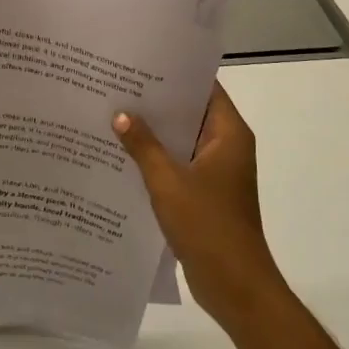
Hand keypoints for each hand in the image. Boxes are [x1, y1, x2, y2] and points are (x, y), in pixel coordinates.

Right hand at [114, 83, 283, 323]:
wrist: (235, 285)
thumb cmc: (208, 226)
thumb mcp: (168, 182)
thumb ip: (143, 146)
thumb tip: (120, 114)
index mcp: (228, 135)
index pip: (204, 89)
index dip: (174, 75)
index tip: (140, 63)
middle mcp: (226, 147)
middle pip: (190, 114)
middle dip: (156, 104)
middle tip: (117, 87)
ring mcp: (216, 173)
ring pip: (181, 142)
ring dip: (153, 134)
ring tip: (113, 116)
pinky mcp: (205, 195)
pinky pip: (178, 166)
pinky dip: (156, 160)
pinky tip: (123, 157)